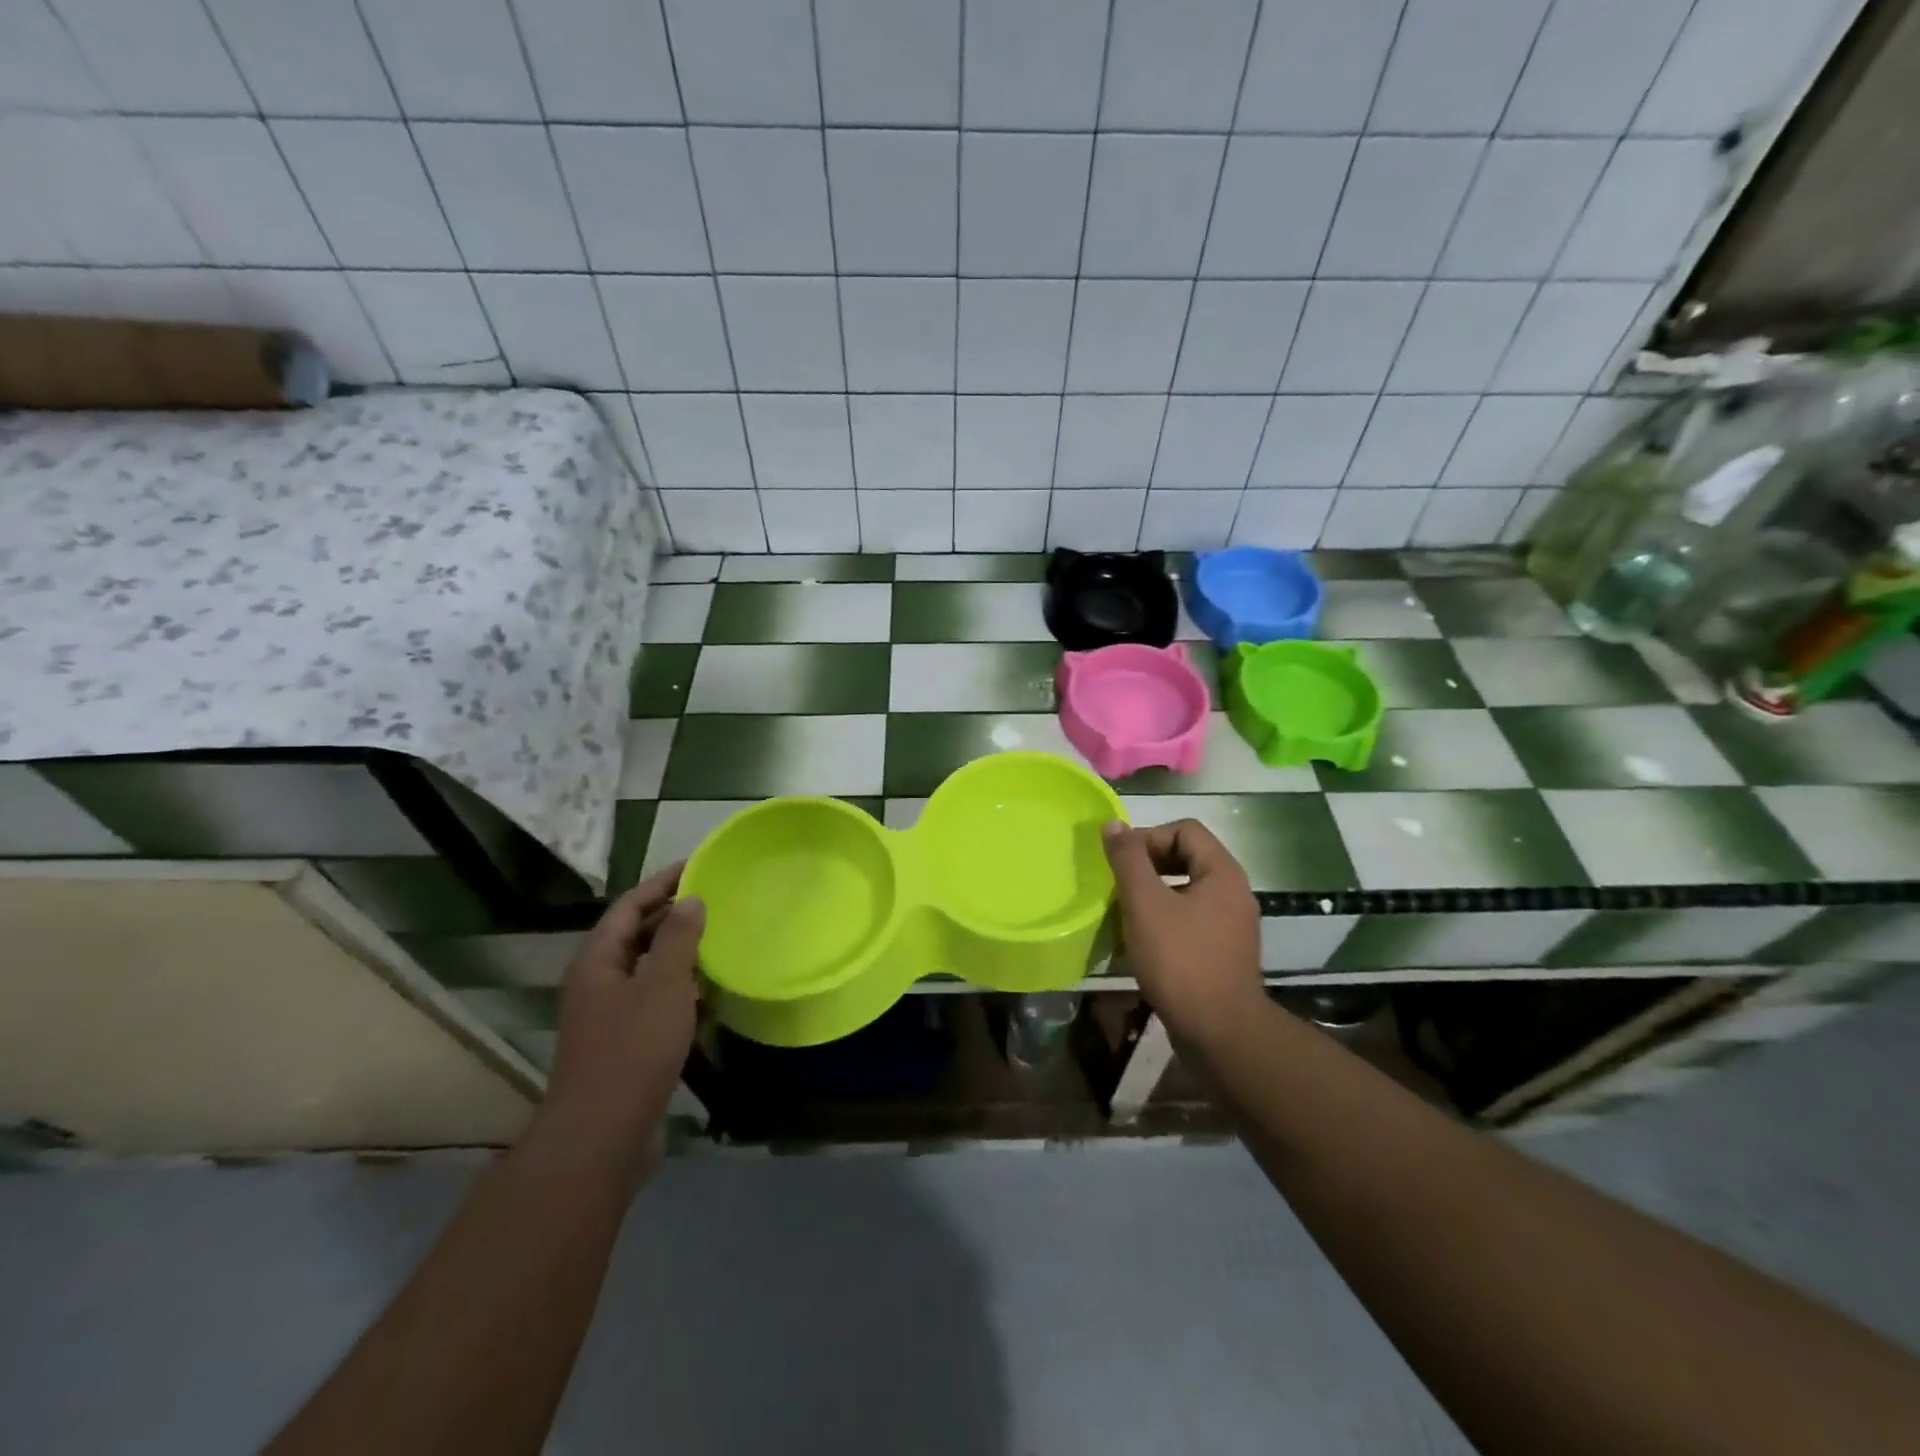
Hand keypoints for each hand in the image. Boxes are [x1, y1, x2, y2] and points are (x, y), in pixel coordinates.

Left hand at [540, 865, 704, 1171]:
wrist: (603, 1134)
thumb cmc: (633, 1050)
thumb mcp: (662, 985)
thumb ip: (677, 938)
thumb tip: (691, 899)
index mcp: (597, 961)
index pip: (629, 906)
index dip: (662, 883)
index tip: (699, 866)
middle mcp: (597, 982)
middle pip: (634, 934)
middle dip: (671, 914)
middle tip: (715, 899)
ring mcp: (609, 1014)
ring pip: (646, 967)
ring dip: (678, 950)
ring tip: (718, 937)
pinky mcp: (625, 1041)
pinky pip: (654, 998)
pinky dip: (680, 986)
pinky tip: (709, 990)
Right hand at [1103, 819, 1262, 1046]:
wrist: (1219, 1033)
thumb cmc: (1180, 960)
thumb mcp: (1145, 904)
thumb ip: (1128, 860)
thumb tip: (1113, 824)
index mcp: (1222, 873)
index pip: (1184, 830)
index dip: (1148, 837)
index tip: (1120, 862)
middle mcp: (1232, 893)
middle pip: (1185, 858)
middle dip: (1146, 867)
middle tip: (1117, 886)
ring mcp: (1230, 925)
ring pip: (1183, 892)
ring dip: (1150, 896)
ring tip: (1121, 914)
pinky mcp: (1221, 953)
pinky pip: (1188, 921)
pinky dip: (1161, 923)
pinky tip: (1137, 944)